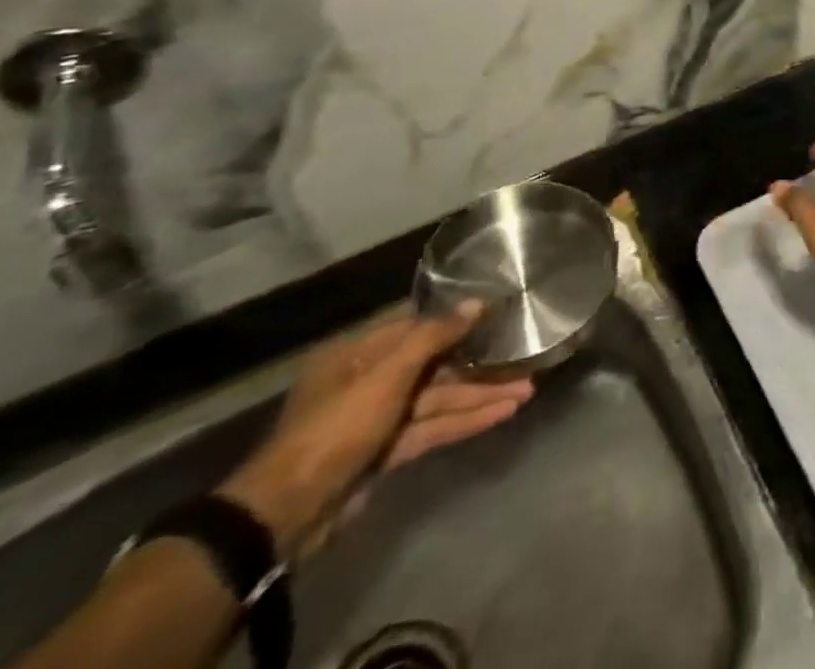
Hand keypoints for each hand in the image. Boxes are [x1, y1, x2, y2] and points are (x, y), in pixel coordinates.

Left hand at [219, 304, 532, 559]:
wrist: (287, 513)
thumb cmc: (337, 426)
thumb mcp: (387, 374)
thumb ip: (434, 336)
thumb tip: (477, 302)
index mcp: (359, 354)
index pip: (416, 327)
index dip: (457, 320)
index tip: (497, 314)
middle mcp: (369, 381)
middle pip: (433, 366)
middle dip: (478, 366)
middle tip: (522, 358)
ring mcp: (378, 419)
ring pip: (438, 400)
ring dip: (480, 396)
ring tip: (527, 391)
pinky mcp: (386, 453)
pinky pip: (432, 428)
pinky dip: (465, 422)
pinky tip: (501, 415)